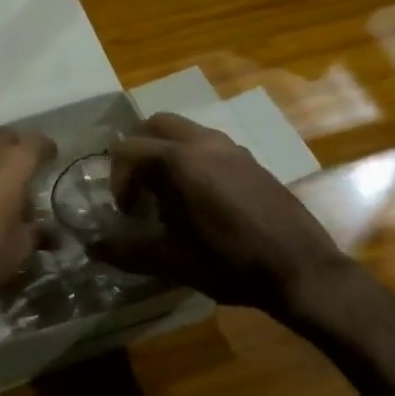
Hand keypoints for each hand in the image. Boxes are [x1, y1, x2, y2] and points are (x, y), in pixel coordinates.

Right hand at [94, 112, 347, 317]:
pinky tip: (203, 201)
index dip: (118, 179)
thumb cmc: (230, 264)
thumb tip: (93, 247)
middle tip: (140, 190)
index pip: (128, 149)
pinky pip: (210, 145)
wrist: (301, 270)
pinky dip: (193, 159)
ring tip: (170, 196)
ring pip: (185, 132)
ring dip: (167, 154)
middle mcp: (203, 144)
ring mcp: (232, 149)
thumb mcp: (172, 262)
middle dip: (139, 153)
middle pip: (156, 125)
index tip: (128, 213)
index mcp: (178, 162)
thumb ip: (127, 250)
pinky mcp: (253, 160)